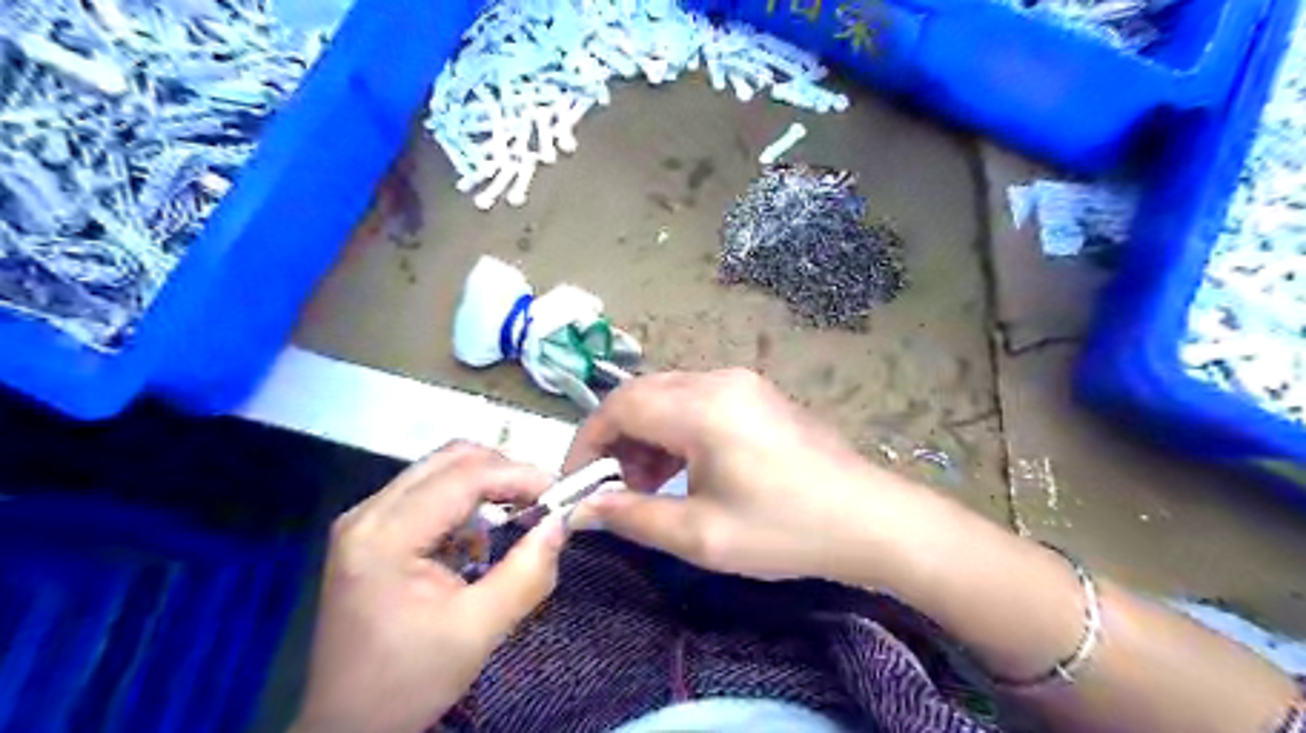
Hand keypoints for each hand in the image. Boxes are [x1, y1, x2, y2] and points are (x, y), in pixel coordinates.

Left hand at [295, 442, 565, 732]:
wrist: (346, 726)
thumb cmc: (408, 682)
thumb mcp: (478, 631)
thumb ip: (526, 573)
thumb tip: (560, 523)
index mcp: (385, 536)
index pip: (464, 477)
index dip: (518, 476)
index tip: (561, 493)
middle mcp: (368, 513)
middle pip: (450, 460)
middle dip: (504, 473)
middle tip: (542, 501)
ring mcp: (365, 519)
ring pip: (441, 470)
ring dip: (487, 485)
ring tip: (519, 516)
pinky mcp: (370, 531)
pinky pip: (429, 492)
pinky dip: (466, 502)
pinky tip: (480, 538)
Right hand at [566, 372, 922, 582]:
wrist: (869, 519)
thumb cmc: (784, 529)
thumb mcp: (701, 535)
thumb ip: (633, 516)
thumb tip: (583, 510)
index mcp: (702, 407)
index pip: (620, 406)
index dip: (588, 442)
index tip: (578, 482)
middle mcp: (718, 380)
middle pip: (642, 395)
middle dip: (617, 440)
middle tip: (614, 488)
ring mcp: (741, 383)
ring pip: (668, 397)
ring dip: (646, 436)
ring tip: (648, 484)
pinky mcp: (756, 394)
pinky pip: (697, 401)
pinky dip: (676, 431)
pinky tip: (683, 469)